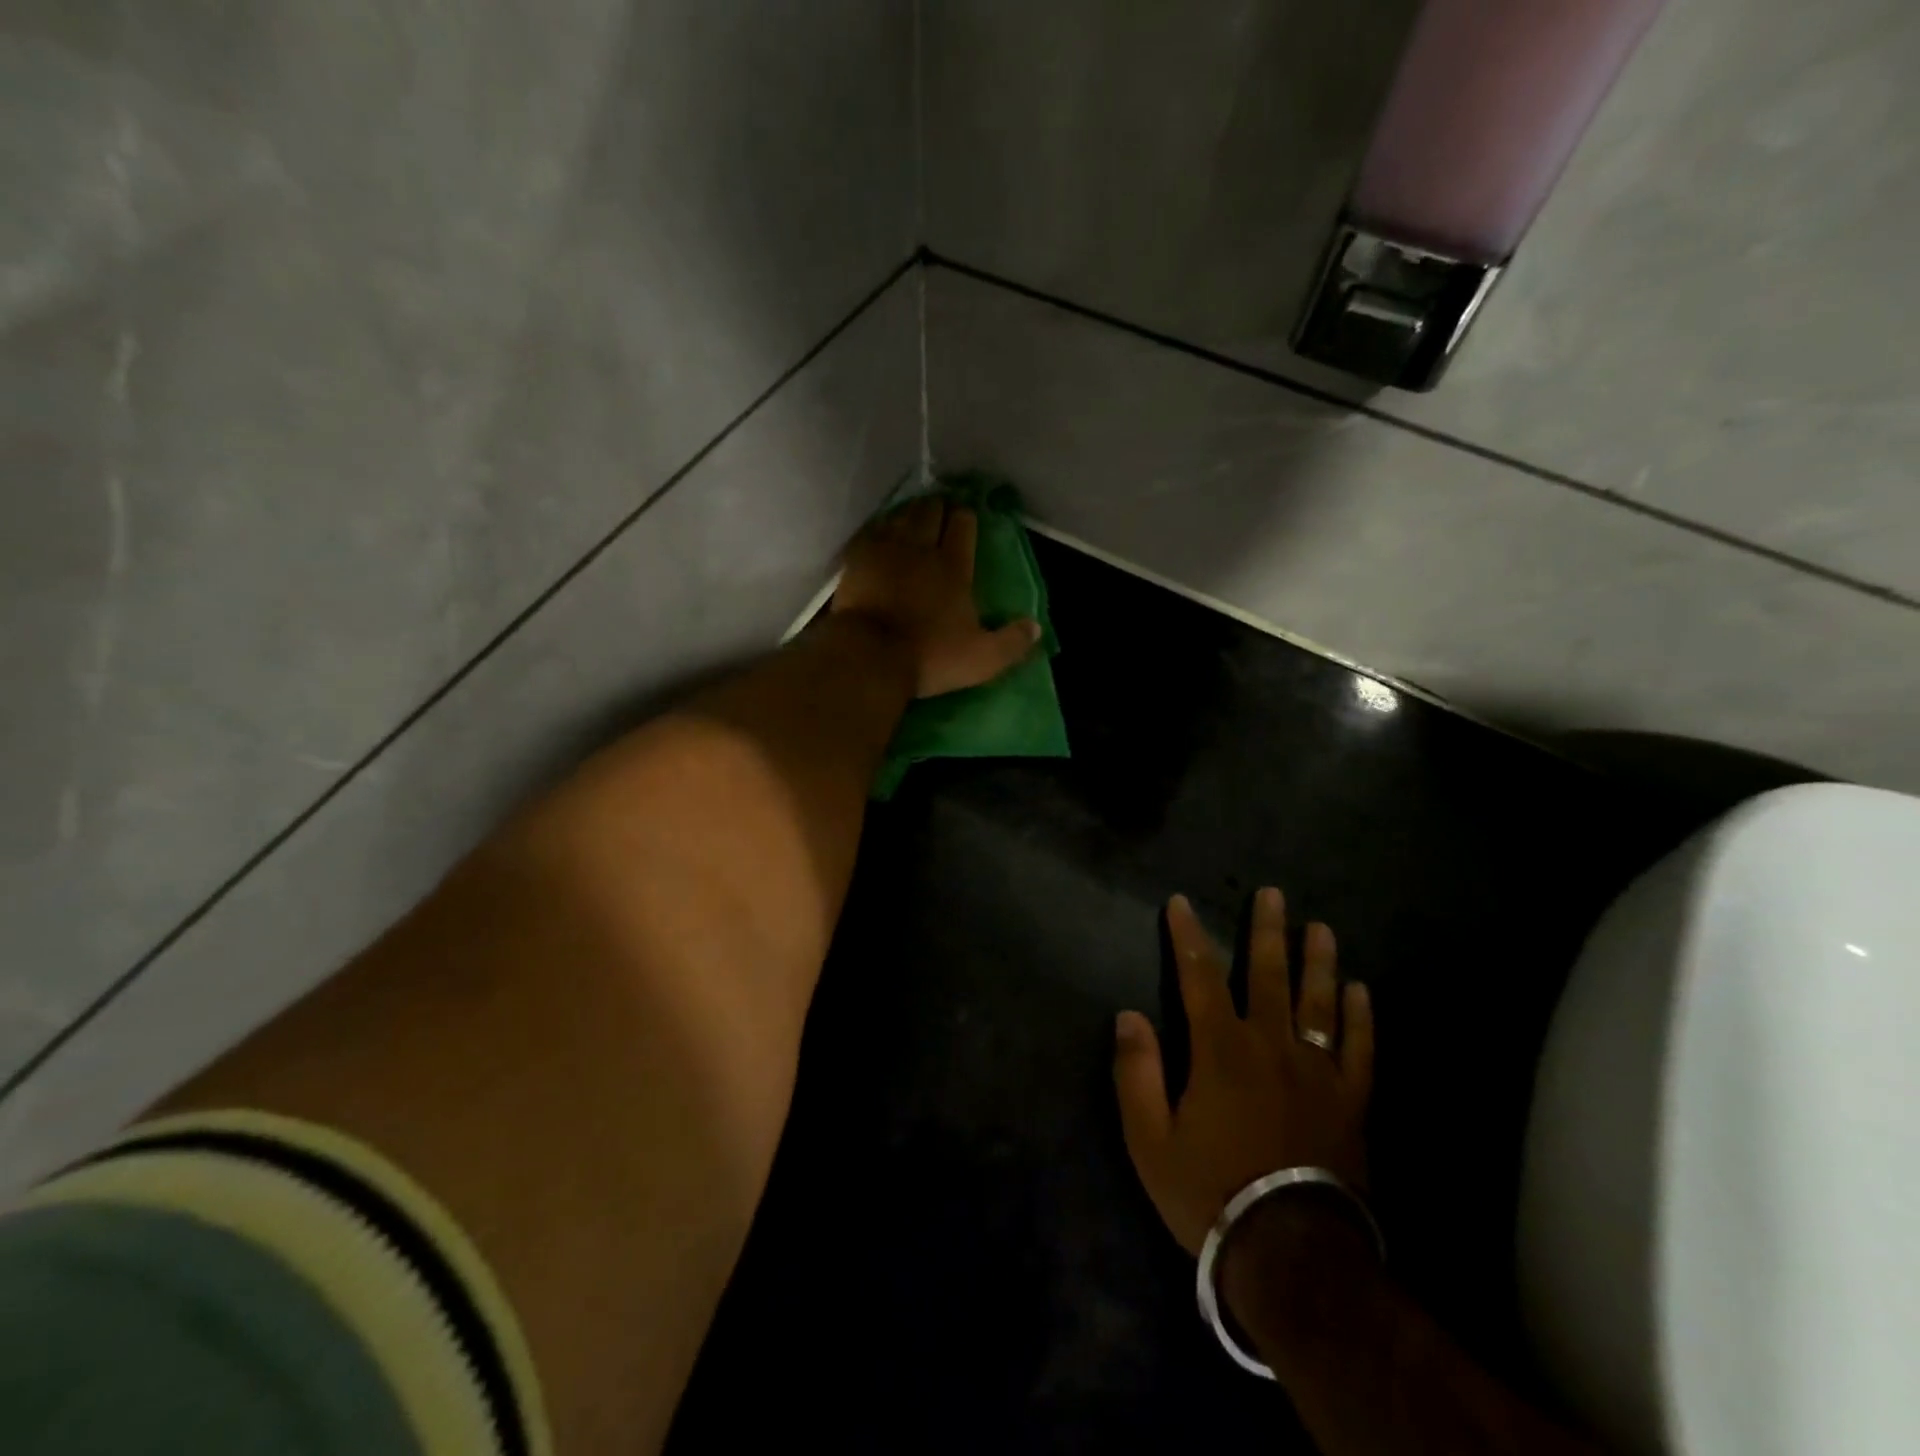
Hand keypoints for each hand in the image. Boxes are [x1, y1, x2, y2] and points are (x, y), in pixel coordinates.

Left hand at [833, 496, 1040, 698]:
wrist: (869, 656)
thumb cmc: (929, 656)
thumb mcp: (982, 658)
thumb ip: (1012, 643)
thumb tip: (1035, 627)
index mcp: (954, 567)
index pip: (963, 526)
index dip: (966, 517)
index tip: (966, 515)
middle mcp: (920, 548)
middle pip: (930, 511)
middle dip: (937, 507)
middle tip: (940, 509)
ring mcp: (884, 550)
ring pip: (900, 515)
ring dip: (909, 511)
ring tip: (914, 513)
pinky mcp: (856, 560)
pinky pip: (871, 531)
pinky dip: (880, 527)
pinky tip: (881, 532)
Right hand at [1113, 890, 1373, 1257]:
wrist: (1290, 1255)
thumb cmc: (1210, 1192)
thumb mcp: (1150, 1140)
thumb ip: (1137, 1073)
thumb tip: (1129, 1015)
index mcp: (1220, 1051)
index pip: (1198, 977)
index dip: (1188, 936)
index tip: (1181, 903)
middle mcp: (1271, 1047)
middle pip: (1268, 976)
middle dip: (1267, 931)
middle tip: (1274, 894)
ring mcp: (1317, 1073)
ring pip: (1319, 1003)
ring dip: (1318, 962)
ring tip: (1321, 928)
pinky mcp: (1350, 1102)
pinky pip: (1360, 1050)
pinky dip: (1362, 1018)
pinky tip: (1361, 990)